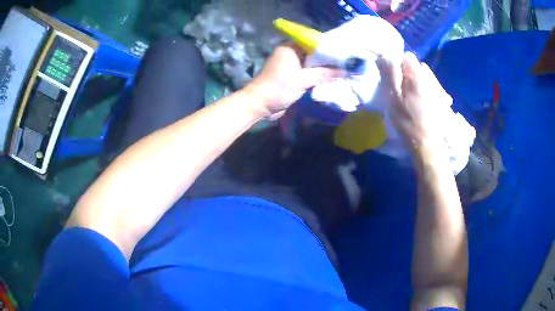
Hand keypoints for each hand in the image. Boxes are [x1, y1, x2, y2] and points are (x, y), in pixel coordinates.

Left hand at [244, 43, 342, 117]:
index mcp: (291, 47)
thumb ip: (325, 74)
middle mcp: (291, 53)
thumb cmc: (279, 88)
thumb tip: (346, 71)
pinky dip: (317, 76)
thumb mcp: (303, 80)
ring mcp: (291, 65)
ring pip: (312, 64)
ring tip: (343, 71)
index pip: (314, 43)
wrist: (260, 104)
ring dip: (324, 69)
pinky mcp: (291, 75)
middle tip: (347, 64)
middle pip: (314, 54)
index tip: (345, 54)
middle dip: (329, 60)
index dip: (330, 48)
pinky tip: (330, 79)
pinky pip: (308, 72)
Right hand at [380, 52, 452, 150]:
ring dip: (417, 81)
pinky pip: (431, 86)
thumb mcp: (394, 98)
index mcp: (417, 75)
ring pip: (424, 76)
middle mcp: (430, 77)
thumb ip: (391, 75)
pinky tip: (422, 102)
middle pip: (417, 66)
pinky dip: (425, 89)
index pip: (407, 57)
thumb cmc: (408, 121)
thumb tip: (385, 55)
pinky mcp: (442, 98)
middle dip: (408, 73)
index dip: (398, 64)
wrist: (428, 144)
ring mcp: (438, 88)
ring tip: (412, 97)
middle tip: (401, 90)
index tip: (393, 78)